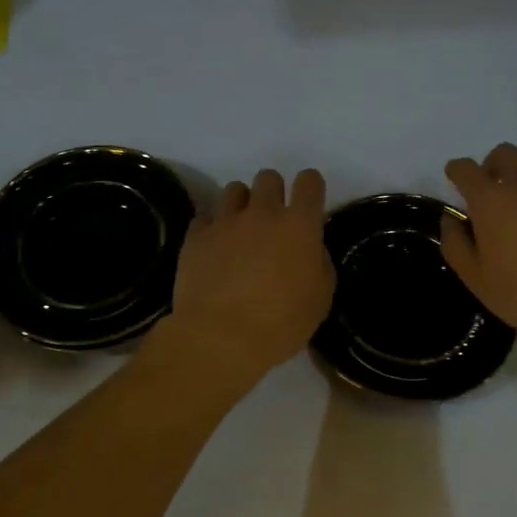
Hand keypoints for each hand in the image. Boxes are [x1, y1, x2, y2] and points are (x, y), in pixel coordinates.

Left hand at [160, 168, 335, 382]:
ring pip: (234, 189)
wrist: (220, 339)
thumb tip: (310, 248)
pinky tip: (215, 248)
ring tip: (240, 230)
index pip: (310, 181)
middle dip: (273, 192)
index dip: (310, 187)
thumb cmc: (280, 324)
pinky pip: (206, 217)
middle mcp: (262, 213)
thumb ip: (319, 263)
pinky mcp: (196, 235)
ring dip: (242, 205)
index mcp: (299, 225)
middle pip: (268, 177)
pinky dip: (213, 227)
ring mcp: (225, 221)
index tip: (308, 202)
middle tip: (272, 220)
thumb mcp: (320, 299)